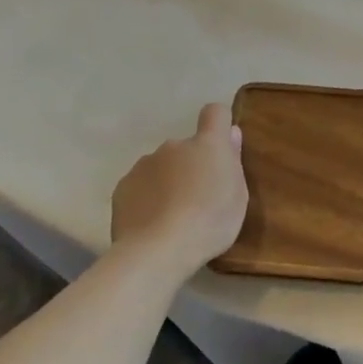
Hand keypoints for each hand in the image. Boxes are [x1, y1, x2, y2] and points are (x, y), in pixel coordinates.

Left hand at [108, 103, 248, 266]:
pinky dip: (147, 197)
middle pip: (187, 147)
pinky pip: (141, 185)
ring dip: (168, 180)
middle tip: (198, 198)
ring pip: (162, 166)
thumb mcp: (238, 197)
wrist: (157, 250)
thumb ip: (233, 161)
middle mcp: (174, 146)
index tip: (222, 147)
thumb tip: (231, 134)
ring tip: (172, 215)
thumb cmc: (210, 222)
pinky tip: (152, 222)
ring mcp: (144, 164)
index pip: (215, 113)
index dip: (220, 124)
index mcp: (207, 145)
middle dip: (192, 164)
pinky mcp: (123, 186)